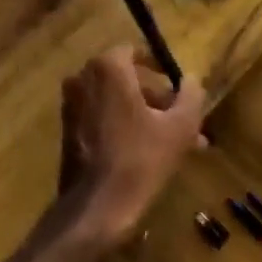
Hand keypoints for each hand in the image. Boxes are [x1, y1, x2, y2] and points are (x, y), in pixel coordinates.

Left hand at [59, 46, 207, 247]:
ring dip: (146, 116)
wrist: (95, 208)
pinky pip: (102, 118)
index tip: (178, 88)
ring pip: (117, 102)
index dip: (160, 68)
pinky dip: (125, 127)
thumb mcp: (179, 128)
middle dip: (158, 100)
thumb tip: (193, 79)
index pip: (135, 52)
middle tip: (185, 122)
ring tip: (178, 145)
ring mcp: (72, 105)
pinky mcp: (68, 130)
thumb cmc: (140, 161)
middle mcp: (83, 78)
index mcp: (107, 68)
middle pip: (127, 80)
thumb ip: (190, 96)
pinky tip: (151, 154)